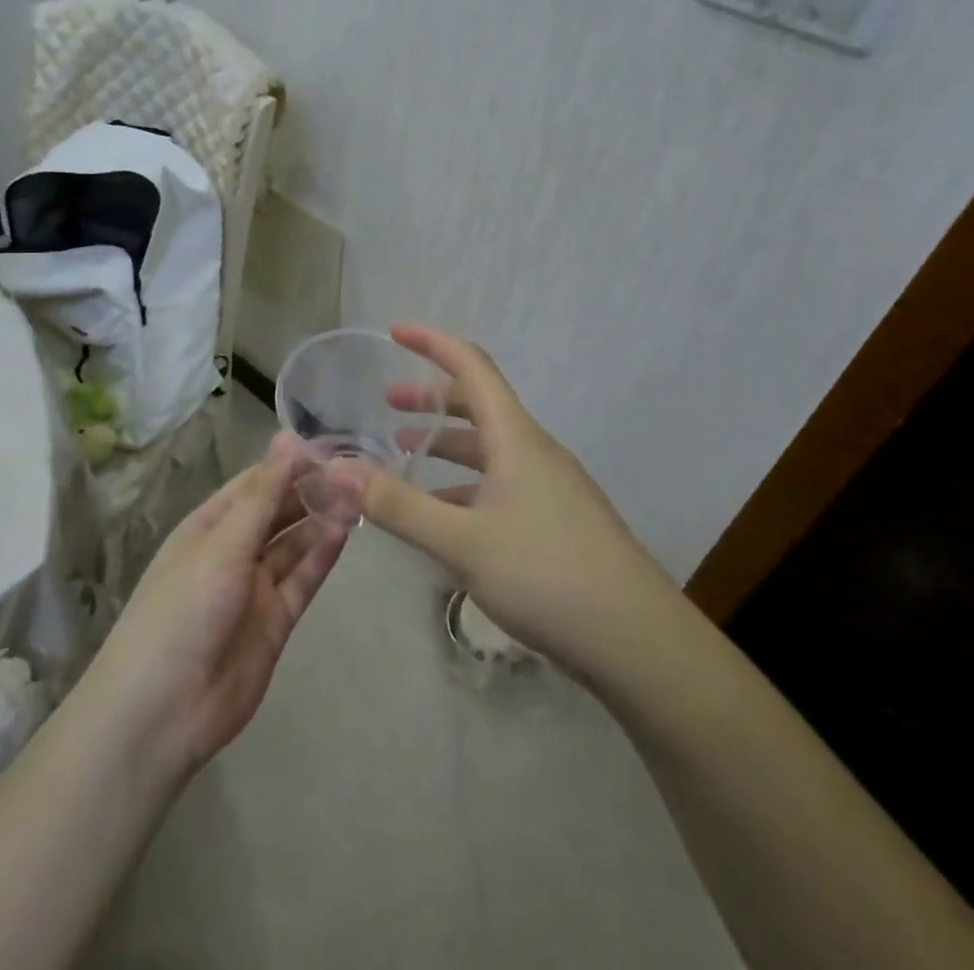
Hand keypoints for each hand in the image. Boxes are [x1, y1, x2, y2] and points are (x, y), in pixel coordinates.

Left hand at [85, 434, 349, 783]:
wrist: (163, 712)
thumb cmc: (183, 610)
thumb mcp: (222, 544)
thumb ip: (262, 495)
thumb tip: (288, 437)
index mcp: (209, 525)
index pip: (256, 483)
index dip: (289, 463)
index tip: (330, 445)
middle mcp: (233, 549)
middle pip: (278, 511)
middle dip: (311, 490)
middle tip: (355, 470)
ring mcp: (255, 586)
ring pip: (294, 543)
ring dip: (321, 519)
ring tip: (359, 494)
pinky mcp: (275, 620)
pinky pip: (302, 578)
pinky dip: (322, 555)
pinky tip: (345, 530)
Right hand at [329, 324, 674, 680]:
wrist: (638, 641)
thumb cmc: (547, 574)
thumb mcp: (461, 541)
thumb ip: (397, 505)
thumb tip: (335, 469)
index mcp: (515, 437)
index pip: (472, 366)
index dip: (432, 343)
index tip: (394, 332)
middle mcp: (533, 450)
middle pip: (479, 404)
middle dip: (431, 398)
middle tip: (388, 405)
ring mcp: (549, 486)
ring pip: (489, 448)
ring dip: (446, 444)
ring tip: (405, 455)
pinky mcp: (556, 520)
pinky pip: (501, 483)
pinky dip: (465, 484)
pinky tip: (443, 514)